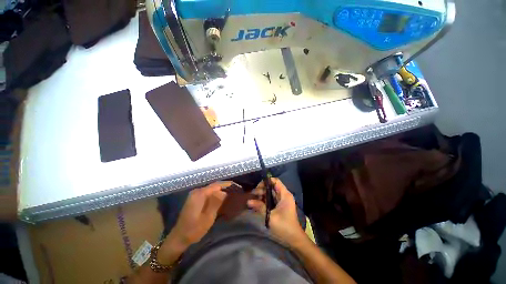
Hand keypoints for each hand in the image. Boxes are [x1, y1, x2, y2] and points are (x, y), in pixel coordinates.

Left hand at [163, 182, 230, 253]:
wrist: (179, 237)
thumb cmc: (194, 229)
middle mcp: (197, 191)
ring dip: (220, 191)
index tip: (236, 186)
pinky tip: (221, 198)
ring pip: (211, 189)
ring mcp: (195, 194)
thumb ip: (216, 203)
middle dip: (224, 187)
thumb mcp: (208, 217)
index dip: (226, 185)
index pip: (216, 185)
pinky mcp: (195, 198)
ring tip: (230, 193)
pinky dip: (215, 194)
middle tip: (235, 190)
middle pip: (214, 186)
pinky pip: (208, 193)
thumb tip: (224, 192)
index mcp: (199, 194)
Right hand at [247, 178, 306, 246]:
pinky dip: (264, 200)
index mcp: (284, 194)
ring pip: (270, 193)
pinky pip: (271, 199)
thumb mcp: (270, 216)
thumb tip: (248, 201)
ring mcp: (282, 200)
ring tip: (253, 200)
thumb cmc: (284, 226)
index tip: (257, 187)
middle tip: (253, 195)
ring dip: (262, 195)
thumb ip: (259, 207)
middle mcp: (283, 195)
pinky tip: (257, 203)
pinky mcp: (280, 206)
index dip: (266, 182)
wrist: (294, 239)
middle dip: (262, 189)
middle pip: (271, 187)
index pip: (275, 181)